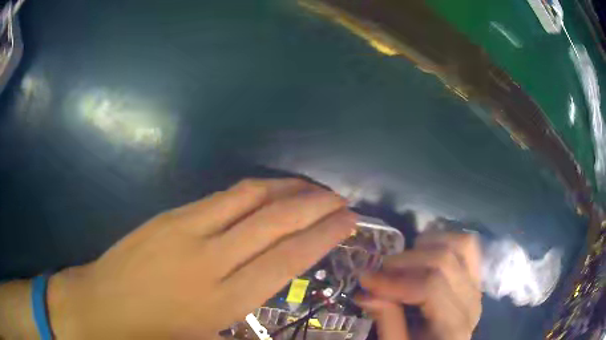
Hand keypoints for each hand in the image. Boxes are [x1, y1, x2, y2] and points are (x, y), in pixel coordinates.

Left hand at [47, 178, 356, 339]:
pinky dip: (253, 191)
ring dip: (286, 189)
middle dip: (314, 205)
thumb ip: (243, 319)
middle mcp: (209, 258)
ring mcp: (185, 230)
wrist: (101, 306)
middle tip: (339, 198)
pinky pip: (221, 197)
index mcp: (222, 300)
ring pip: (248, 198)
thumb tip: (272, 291)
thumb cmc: (153, 335)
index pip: (287, 257)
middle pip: (274, 221)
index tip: (348, 221)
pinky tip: (267, 192)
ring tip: (311, 187)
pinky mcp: (168, 216)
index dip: (323, 235)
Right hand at [357, 232, 481, 339]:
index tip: (366, 279)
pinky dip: (444, 240)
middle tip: (380, 270)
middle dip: (406, 261)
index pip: (431, 287)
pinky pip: (468, 246)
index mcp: (454, 326)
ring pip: (461, 245)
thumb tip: (366, 290)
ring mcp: (476, 286)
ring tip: (403, 261)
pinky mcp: (475, 277)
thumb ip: (386, 320)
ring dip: (427, 246)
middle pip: (444, 261)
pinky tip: (424, 252)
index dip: (395, 281)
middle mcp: (471, 301)